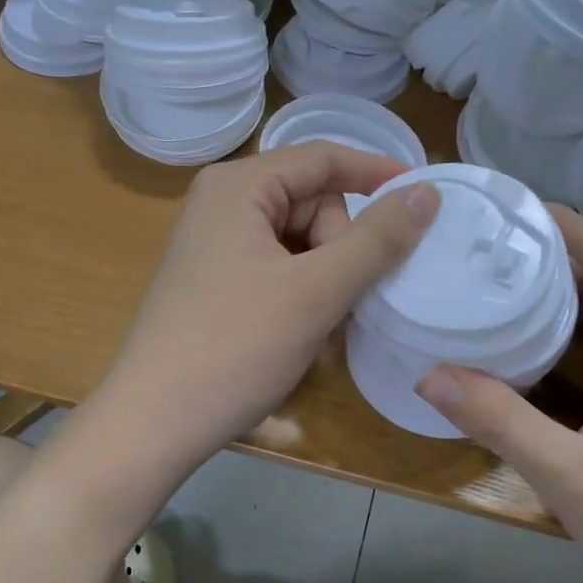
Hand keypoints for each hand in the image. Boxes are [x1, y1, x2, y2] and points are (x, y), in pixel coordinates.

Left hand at [94, 143, 439, 473]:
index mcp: (238, 186)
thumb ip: (377, 239)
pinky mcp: (215, 281)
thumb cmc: (236, 348)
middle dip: (340, 249)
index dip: (378, 174)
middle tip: (340, 302)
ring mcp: (215, 245)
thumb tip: (427, 193)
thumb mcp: (316, 291)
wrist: (155, 423)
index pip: (323, 159)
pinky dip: (302, 295)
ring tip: (322, 327)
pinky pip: (278, 269)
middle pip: (312, 203)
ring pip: (300, 242)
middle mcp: (222, 204)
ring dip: (326, 280)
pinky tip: (302, 334)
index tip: (427, 199)